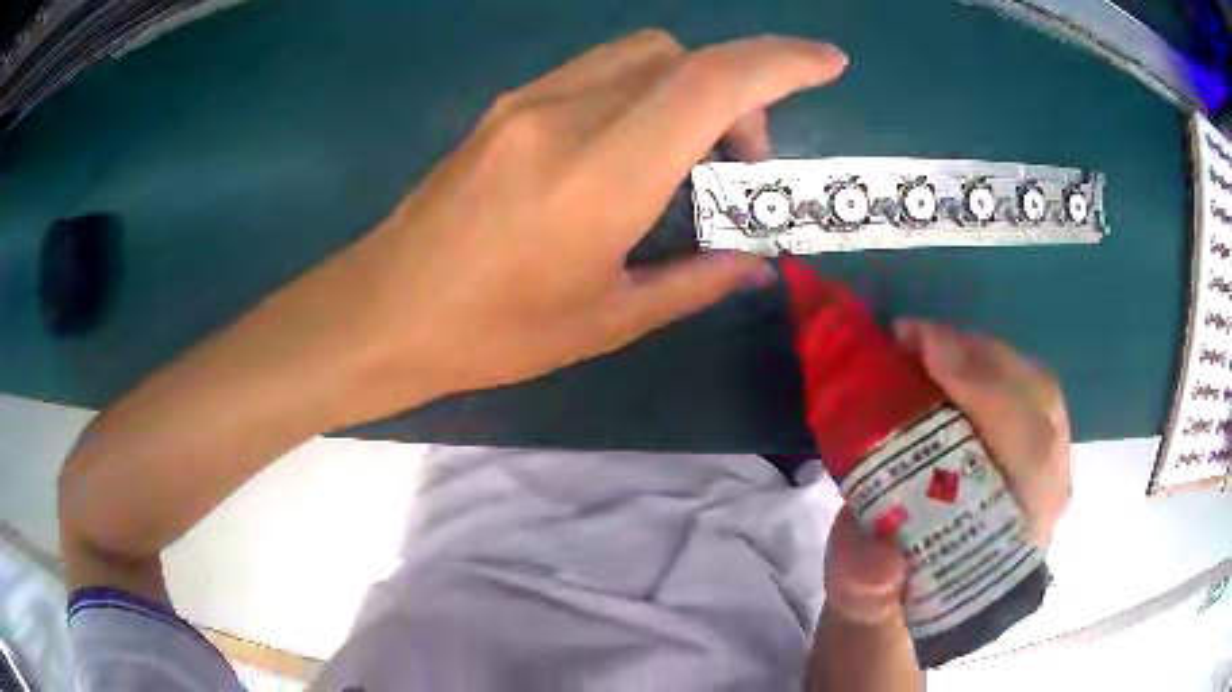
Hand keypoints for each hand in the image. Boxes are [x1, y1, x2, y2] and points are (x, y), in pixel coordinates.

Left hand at [325, 31, 847, 426]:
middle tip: (736, 166)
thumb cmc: (491, 332)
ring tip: (686, 160)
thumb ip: (694, 279)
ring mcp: (528, 102)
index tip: (829, 65)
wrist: (383, 311)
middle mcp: (568, 114)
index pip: (712, 83)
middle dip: (736, 93)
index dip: (782, 63)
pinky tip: (631, 150)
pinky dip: (642, 92)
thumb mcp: (606, 320)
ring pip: (639, 55)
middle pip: (680, 56)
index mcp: (602, 173)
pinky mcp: (506, 108)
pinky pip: (597, 72)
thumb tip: (753, 260)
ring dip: (687, 88)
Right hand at [821, 320, 1071, 623]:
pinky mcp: (1033, 446)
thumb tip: (883, 555)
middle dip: (982, 363)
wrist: (909, 588)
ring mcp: (1046, 469)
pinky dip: (987, 361)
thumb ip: (868, 584)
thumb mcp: (864, 598)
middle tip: (916, 339)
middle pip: (1041, 409)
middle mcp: (1044, 502)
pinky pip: (1026, 387)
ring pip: (1037, 390)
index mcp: (1016, 543)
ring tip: (925, 342)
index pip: (1032, 458)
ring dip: (983, 355)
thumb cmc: (890, 591)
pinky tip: (948, 355)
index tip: (929, 354)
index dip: (991, 397)